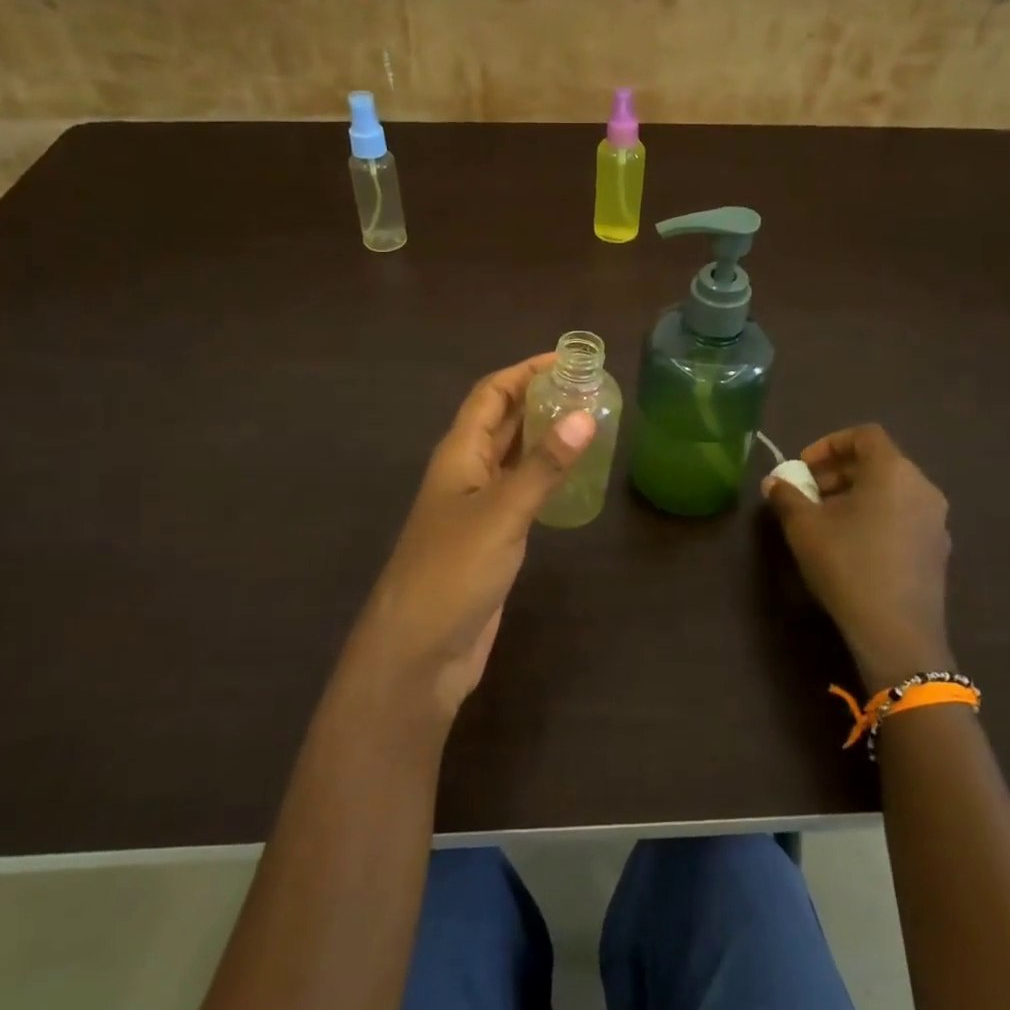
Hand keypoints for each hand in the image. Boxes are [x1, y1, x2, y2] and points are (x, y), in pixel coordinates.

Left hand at [348, 355, 594, 720]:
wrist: (420, 650)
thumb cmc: (453, 571)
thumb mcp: (502, 512)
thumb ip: (544, 465)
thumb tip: (586, 415)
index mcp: (460, 454)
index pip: (491, 395)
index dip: (524, 372)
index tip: (567, 359)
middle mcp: (467, 472)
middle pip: (502, 420)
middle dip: (539, 399)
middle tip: (589, 387)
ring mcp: (478, 507)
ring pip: (513, 456)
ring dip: (543, 435)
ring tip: (589, 421)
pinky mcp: (492, 538)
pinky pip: (521, 491)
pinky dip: (545, 475)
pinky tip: (572, 476)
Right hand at [762, 424, 952, 686]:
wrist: (896, 632)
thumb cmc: (847, 564)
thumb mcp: (804, 527)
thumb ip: (786, 496)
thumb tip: (774, 482)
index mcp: (893, 471)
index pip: (864, 436)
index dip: (829, 444)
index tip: (803, 466)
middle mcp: (922, 488)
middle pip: (878, 463)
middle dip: (837, 472)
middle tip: (807, 493)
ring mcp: (935, 521)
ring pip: (890, 491)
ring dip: (855, 495)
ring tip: (824, 521)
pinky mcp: (936, 550)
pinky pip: (902, 516)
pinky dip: (875, 517)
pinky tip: (851, 546)